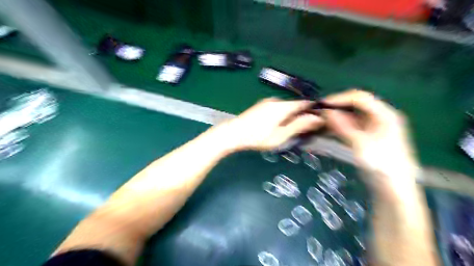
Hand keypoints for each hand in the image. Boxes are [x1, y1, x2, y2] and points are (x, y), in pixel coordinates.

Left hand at [221, 98, 324, 151]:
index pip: (304, 103)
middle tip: (302, 131)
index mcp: (283, 106)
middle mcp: (276, 100)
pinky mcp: (261, 106)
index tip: (317, 121)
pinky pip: (277, 108)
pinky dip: (282, 115)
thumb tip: (317, 118)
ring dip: (290, 116)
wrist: (233, 133)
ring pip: (285, 107)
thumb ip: (299, 125)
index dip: (312, 110)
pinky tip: (276, 126)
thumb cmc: (258, 137)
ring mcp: (267, 102)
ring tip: (288, 131)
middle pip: (294, 105)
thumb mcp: (281, 135)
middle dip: (301, 115)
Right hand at [325, 89, 419, 189]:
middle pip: (355, 106)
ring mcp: (373, 127)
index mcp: (384, 114)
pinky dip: (339, 127)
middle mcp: (379, 117)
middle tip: (319, 112)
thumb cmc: (381, 164)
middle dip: (337, 107)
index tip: (322, 104)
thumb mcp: (360, 143)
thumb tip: (326, 111)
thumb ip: (342, 126)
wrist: (393, 188)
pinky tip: (327, 129)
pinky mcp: (366, 137)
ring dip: (336, 117)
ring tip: (319, 121)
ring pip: (351, 116)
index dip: (340, 98)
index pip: (360, 98)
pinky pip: (350, 127)